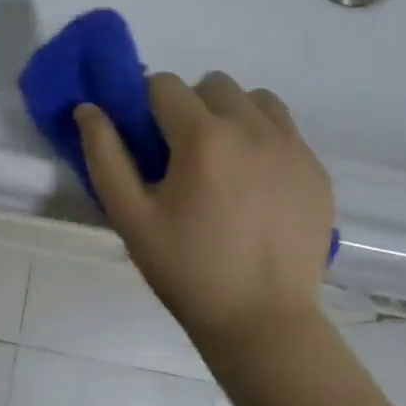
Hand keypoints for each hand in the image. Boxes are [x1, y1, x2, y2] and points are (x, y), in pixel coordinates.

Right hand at [77, 72, 333, 347]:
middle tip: (181, 153)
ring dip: (232, 115)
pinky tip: (254, 185)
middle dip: (190, 106)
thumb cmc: (186, 269)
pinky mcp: (317, 171)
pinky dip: (264, 140)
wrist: (262, 320)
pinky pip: (286, 131)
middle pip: (213, 84)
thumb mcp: (130, 217)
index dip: (145, 103)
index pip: (164, 85)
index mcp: (203, 137)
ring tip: (223, 161)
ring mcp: (293, 148)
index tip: (144, 137)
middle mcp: (253, 128)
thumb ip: (104, 156)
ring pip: (256, 100)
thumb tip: (88, 109)